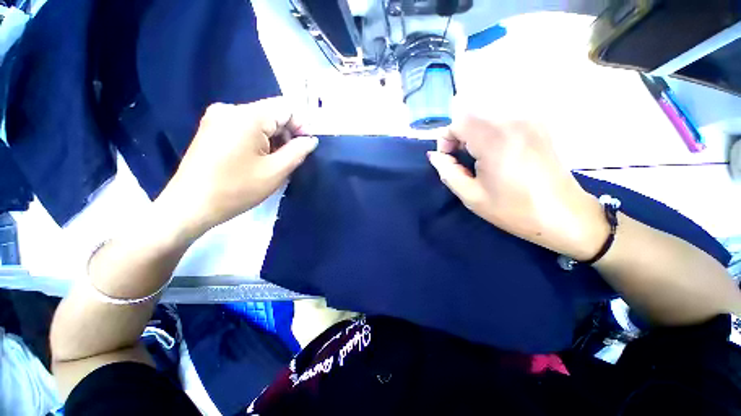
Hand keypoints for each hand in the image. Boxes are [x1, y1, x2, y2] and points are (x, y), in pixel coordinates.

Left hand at [157, 98, 317, 237]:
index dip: (301, 126)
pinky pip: (244, 128)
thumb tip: (311, 140)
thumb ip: (298, 151)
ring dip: (273, 139)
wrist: (190, 206)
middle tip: (292, 158)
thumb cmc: (237, 189)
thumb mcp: (276, 171)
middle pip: (271, 114)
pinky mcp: (211, 129)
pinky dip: (258, 141)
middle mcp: (230, 109)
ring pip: (259, 122)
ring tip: (276, 162)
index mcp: (247, 116)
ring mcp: (217, 118)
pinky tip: (258, 159)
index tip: (306, 147)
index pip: (286, 108)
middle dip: (287, 134)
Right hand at [428, 116, 608, 260]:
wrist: (564, 216)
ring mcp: (530, 120)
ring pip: (487, 116)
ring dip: (473, 134)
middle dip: (458, 135)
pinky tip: (496, 153)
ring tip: (478, 158)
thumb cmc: (513, 210)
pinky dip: (490, 132)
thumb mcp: (471, 196)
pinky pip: (504, 119)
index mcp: (496, 139)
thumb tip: (434, 156)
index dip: (446, 138)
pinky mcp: (539, 125)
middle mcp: (514, 121)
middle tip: (460, 160)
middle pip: (472, 115)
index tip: (448, 158)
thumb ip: (447, 172)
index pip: (459, 121)